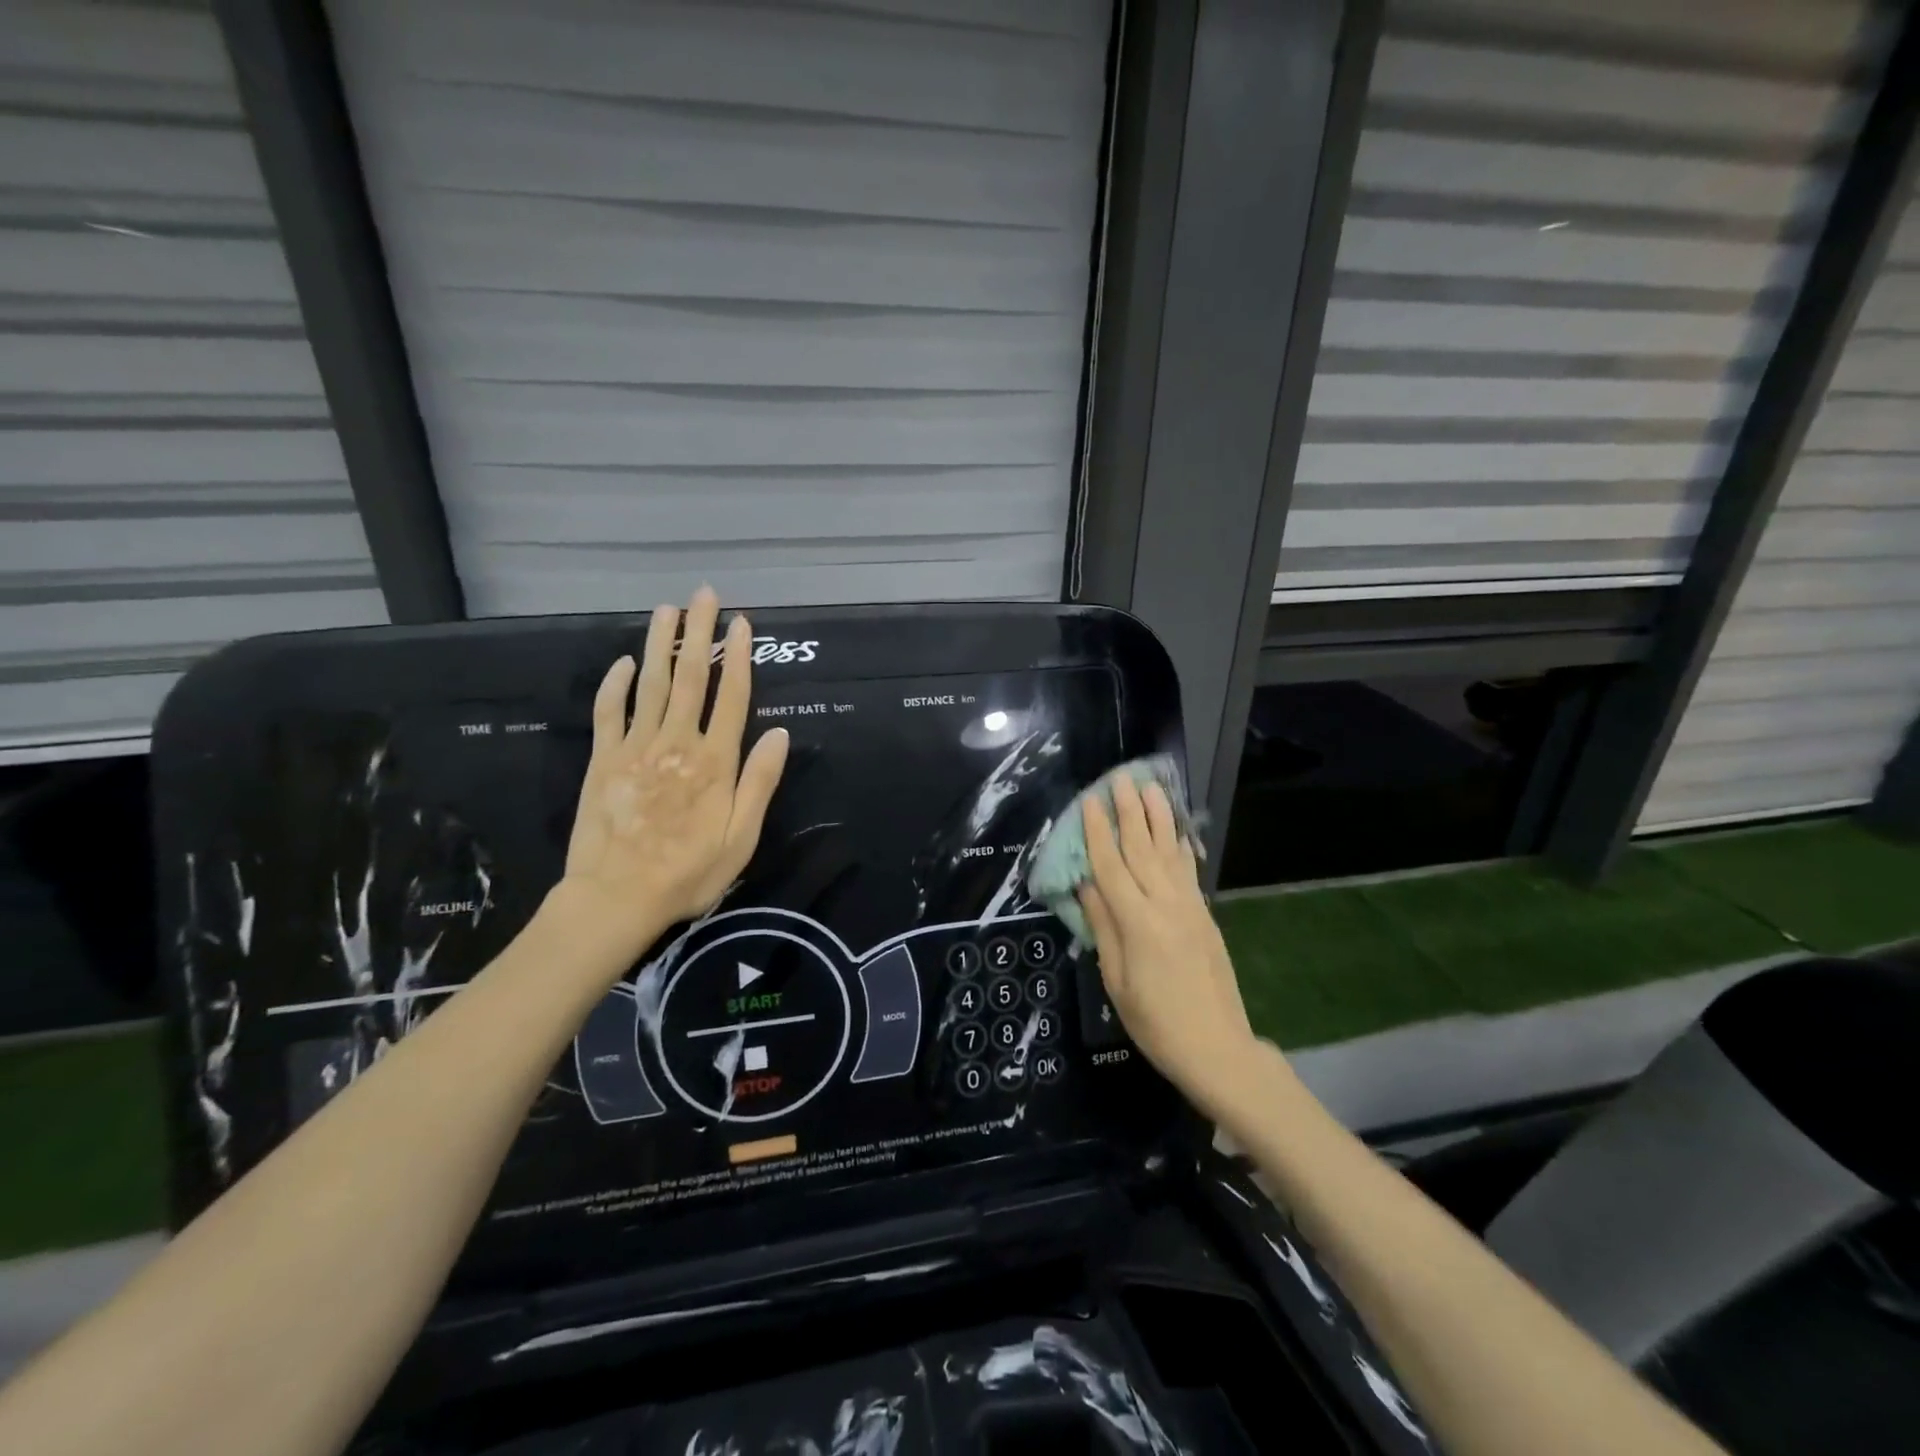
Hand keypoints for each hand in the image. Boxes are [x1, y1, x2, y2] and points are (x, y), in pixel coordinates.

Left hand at [558, 587, 789, 959]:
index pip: (730, 696)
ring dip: (659, 643)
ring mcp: (635, 747)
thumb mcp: (740, 837)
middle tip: (702, 594)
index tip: (740, 623)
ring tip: (667, 610)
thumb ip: (759, 782)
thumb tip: (779, 733)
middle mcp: (676, 742)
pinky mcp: (603, 759)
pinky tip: (623, 663)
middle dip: (698, 632)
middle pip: (689, 677)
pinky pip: (609, 711)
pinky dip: (615, 684)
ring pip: (650, 683)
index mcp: (714, 761)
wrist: (615, 898)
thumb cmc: (688, 873)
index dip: (737, 657)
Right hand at [1078, 773, 1258, 1108]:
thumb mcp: (1116, 982)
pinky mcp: (1205, 916)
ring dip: (1159, 817)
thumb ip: (1103, 928)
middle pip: (1143, 849)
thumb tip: (1086, 885)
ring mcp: (1190, 908)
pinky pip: (1190, 872)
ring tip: (1151, 787)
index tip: (1089, 800)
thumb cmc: (1155, 1023)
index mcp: (1138, 923)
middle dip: (1129, 811)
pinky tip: (1179, 830)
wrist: (1217, 1047)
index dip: (1098, 831)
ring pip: (1170, 853)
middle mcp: (1165, 905)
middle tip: (1120, 777)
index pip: (1111, 866)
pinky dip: (1182, 847)